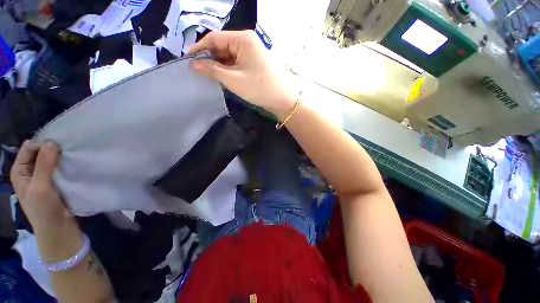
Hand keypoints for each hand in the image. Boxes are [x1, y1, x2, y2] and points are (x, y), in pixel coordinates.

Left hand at [11, 140, 81, 260]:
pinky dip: (67, 164)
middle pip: (41, 152)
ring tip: (76, 153)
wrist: (58, 230)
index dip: (43, 143)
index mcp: (20, 171)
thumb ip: (44, 165)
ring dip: (62, 157)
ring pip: (52, 160)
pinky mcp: (56, 182)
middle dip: (54, 149)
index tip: (61, 140)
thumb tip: (52, 141)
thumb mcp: (40, 187)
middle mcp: (30, 171)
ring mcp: (43, 177)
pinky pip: (60, 168)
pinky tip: (76, 163)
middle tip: (71, 146)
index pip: (29, 148)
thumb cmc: (44, 210)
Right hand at [187, 30, 297, 118]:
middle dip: (209, 58)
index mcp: (242, 39)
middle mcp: (248, 41)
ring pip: (230, 56)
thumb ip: (212, 69)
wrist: (283, 99)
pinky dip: (229, 69)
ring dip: (219, 65)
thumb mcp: (233, 79)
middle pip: (222, 46)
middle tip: (197, 72)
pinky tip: (223, 77)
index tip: (187, 61)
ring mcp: (253, 53)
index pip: (214, 38)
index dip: (199, 49)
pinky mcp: (256, 63)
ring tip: (208, 76)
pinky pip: (238, 63)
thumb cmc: (259, 88)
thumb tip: (193, 64)